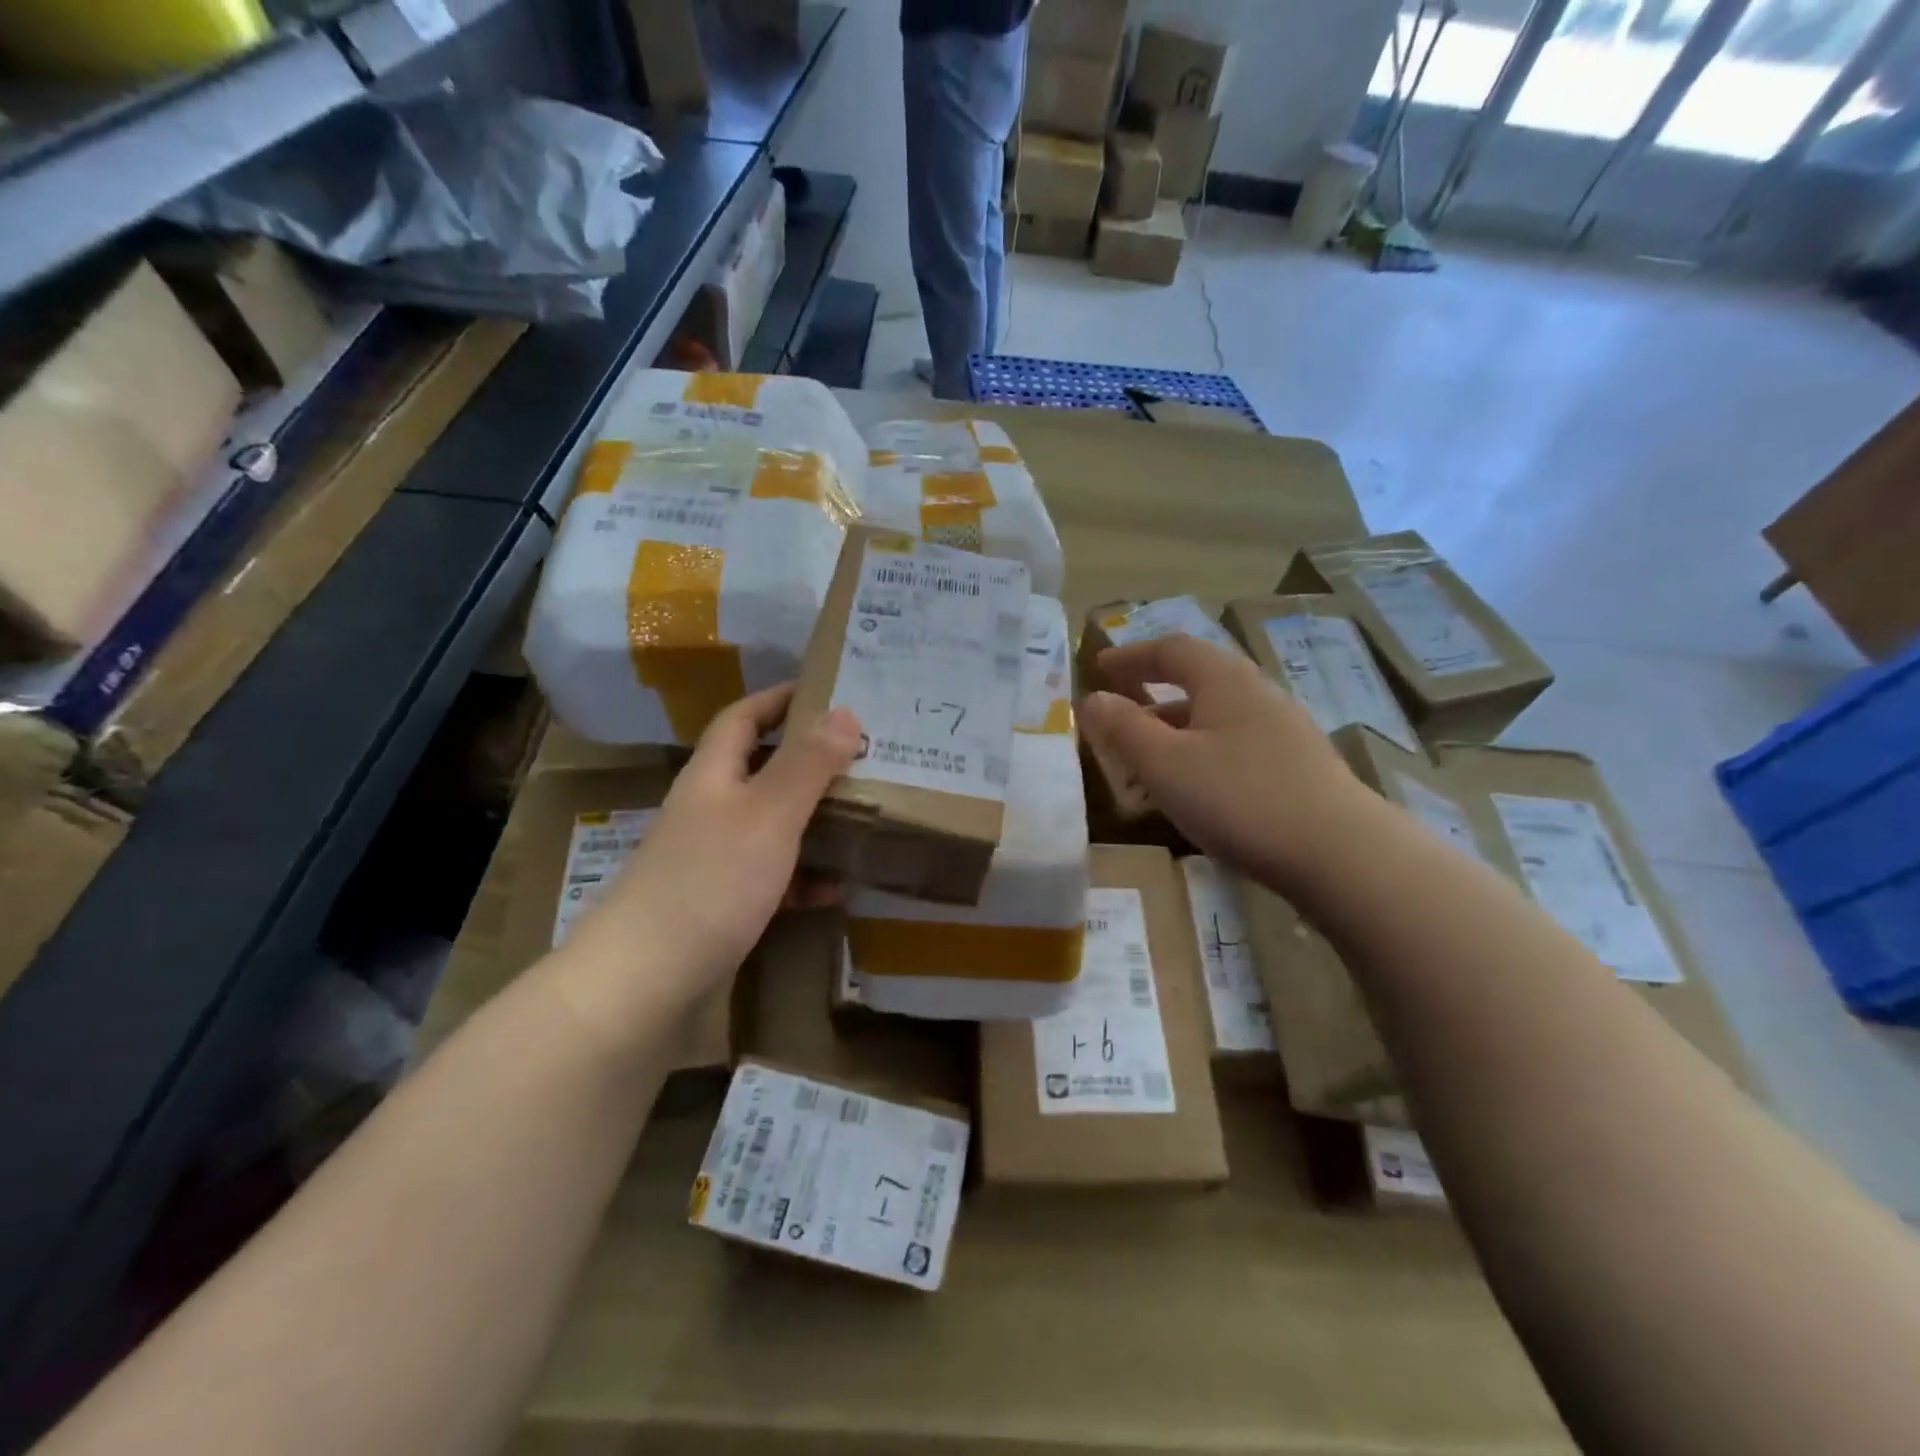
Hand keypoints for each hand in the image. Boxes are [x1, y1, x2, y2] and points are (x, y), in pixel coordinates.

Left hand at [554, 684, 861, 1033]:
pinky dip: (804, 877)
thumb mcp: (768, 815)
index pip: (742, 718)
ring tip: (863, 815)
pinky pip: (772, 879)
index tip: (827, 691)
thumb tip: (845, 711)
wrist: (644, 984)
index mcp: (712, 777)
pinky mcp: (721, 907)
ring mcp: (712, 862)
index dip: (779, 698)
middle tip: (863, 755)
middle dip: (808, 759)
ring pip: (771, 825)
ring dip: (812, 819)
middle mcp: (709, 812)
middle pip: (760, 770)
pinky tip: (837, 888)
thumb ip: (807, 764)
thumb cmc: (709, 883)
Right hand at [1079, 635, 1365, 891]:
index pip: (1171, 649)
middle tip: (1117, 716)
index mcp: (1224, 681)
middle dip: (1150, 696)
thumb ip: (1123, 729)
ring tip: (1143, 765)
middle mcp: (1257, 695)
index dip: (1131, 656)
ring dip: (1173, 733)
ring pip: (1214, 719)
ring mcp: (1283, 732)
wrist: (1341, 854)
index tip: (1099, 667)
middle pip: (1196, 681)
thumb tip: (1091, 700)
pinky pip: (1234, 747)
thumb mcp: (1165, 764)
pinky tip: (1192, 792)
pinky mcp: (1297, 768)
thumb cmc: (1240, 798)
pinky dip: (1199, 756)